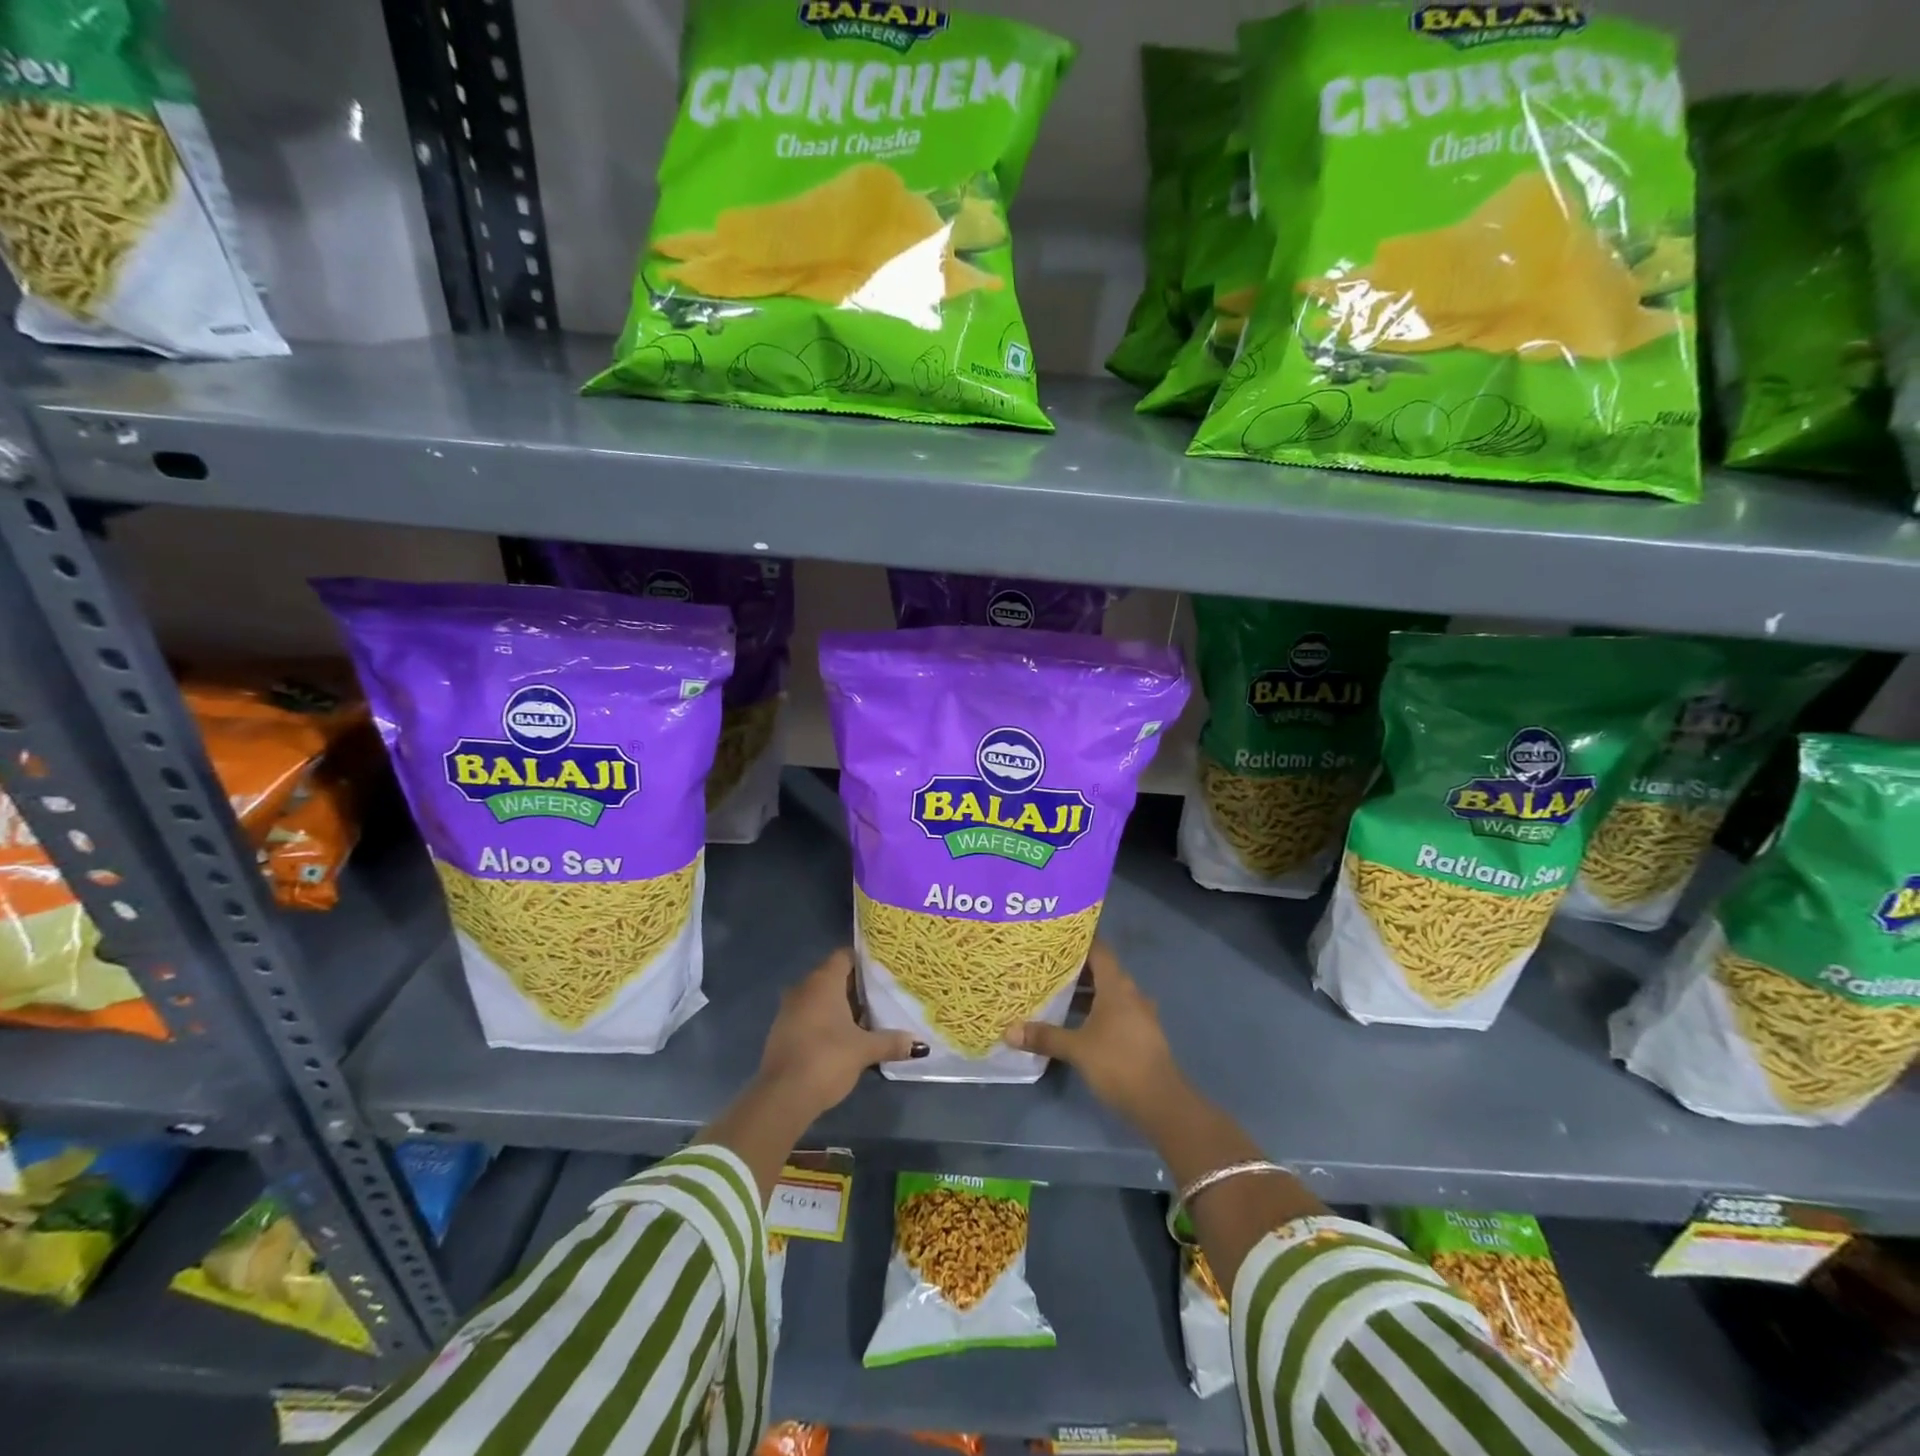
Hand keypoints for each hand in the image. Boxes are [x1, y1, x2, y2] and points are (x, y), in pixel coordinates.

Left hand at [756, 948, 925, 1119]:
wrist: (782, 1097)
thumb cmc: (827, 1058)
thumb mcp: (864, 1050)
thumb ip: (891, 1042)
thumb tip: (920, 1044)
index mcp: (823, 981)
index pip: (845, 956)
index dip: (865, 961)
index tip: (885, 971)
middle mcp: (804, 988)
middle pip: (834, 977)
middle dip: (858, 987)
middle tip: (884, 995)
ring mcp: (790, 1010)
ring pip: (821, 998)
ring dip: (842, 1006)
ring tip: (870, 1018)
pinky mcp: (784, 1032)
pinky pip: (811, 1016)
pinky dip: (828, 1021)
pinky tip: (846, 1037)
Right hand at [1004, 940, 1183, 1123]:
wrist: (1161, 1102)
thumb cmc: (1118, 1063)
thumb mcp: (1077, 1049)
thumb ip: (1045, 1036)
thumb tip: (1009, 1031)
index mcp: (1117, 987)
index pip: (1099, 950)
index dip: (1079, 940)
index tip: (1056, 936)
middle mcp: (1130, 994)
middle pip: (1102, 970)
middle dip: (1076, 968)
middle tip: (1047, 965)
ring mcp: (1139, 1014)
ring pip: (1109, 993)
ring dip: (1086, 992)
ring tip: (1057, 992)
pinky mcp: (1141, 1034)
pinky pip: (1115, 1011)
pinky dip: (1096, 1010)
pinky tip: (1077, 1022)